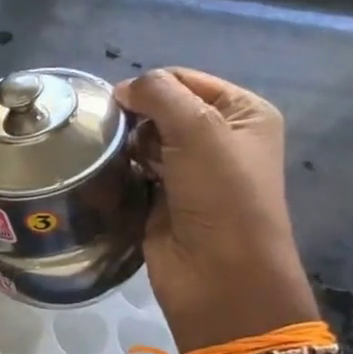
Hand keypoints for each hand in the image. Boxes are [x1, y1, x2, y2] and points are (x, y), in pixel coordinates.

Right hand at [115, 68, 335, 353]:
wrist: (218, 274)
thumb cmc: (221, 195)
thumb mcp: (198, 129)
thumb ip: (159, 94)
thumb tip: (122, 90)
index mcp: (243, 113)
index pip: (184, 79)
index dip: (149, 86)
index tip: (117, 104)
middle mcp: (220, 137)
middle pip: (162, 107)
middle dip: (135, 116)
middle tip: (115, 135)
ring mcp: (190, 169)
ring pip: (143, 138)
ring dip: (126, 143)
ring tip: (112, 156)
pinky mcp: (163, 196)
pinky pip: (134, 168)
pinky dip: (121, 167)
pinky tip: (109, 173)